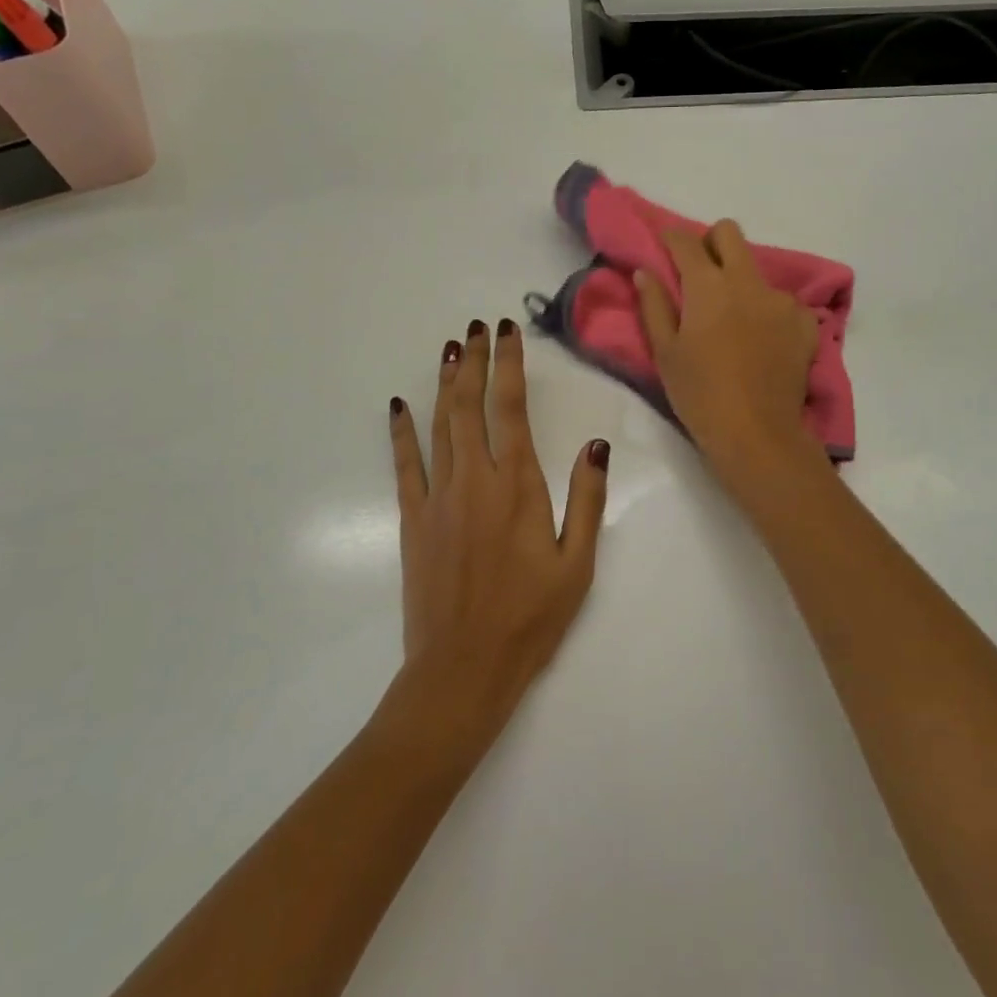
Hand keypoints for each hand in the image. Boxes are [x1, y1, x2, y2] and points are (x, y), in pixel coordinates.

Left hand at [388, 319, 609, 728]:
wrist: (463, 669)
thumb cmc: (530, 618)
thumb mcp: (578, 563)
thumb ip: (587, 498)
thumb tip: (597, 444)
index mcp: (517, 485)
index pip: (511, 408)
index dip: (509, 364)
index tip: (507, 330)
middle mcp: (474, 479)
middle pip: (470, 405)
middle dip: (475, 361)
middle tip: (476, 327)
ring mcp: (438, 497)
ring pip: (439, 425)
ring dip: (445, 383)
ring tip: (450, 349)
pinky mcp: (413, 519)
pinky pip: (405, 464)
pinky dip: (401, 431)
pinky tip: (398, 406)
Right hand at [635, 220, 820, 471]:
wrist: (757, 434)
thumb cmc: (699, 394)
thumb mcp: (665, 353)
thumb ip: (654, 305)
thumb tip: (645, 272)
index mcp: (708, 286)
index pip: (687, 241)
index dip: (672, 239)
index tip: (664, 247)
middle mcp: (748, 282)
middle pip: (730, 233)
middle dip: (711, 241)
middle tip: (700, 272)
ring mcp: (782, 301)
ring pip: (757, 271)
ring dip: (741, 283)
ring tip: (733, 321)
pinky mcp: (806, 323)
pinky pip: (784, 303)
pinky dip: (769, 312)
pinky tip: (763, 341)